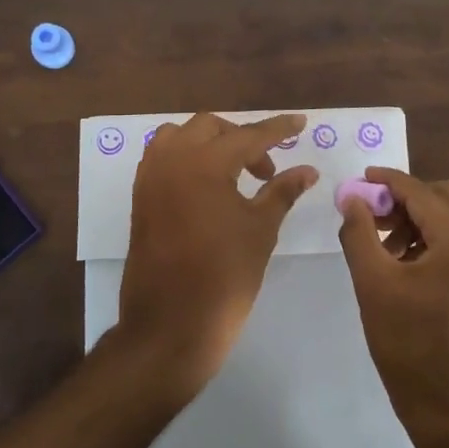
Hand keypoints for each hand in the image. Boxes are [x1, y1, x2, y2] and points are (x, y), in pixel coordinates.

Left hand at [115, 113, 318, 394]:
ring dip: (209, 143)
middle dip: (242, 138)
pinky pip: (162, 157)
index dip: (277, 129)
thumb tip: (307, 170)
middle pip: (210, 127)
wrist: (170, 325)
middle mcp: (171, 159)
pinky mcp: (140, 196)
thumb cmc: (224, 277)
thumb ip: (282, 191)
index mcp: (203, 163)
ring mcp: (150, 176)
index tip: (301, 122)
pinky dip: (186, 157)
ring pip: (180, 136)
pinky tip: (207, 184)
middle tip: (267, 170)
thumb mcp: (260, 230)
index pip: (248, 135)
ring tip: (234, 172)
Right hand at [338, 169, 448, 447]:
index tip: (360, 179)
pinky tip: (407, 260)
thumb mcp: (373, 284)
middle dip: (408, 197)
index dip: (389, 181)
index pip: (423, 193)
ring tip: (386, 242)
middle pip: (448, 196)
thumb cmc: (408, 346)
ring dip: (422, 216)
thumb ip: (360, 232)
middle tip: (375, 213)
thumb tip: (352, 198)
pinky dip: (436, 236)